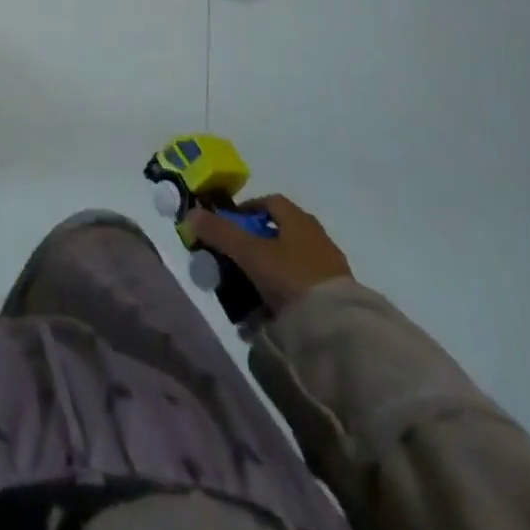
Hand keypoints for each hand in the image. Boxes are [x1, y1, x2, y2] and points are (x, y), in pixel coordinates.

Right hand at [188, 195, 351, 311]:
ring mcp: (329, 267)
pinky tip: (271, 316)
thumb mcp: (249, 253)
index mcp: (298, 219)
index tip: (229, 226)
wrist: (339, 328)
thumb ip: (219, 232)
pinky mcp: (336, 296)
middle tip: (236, 262)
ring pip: (290, 263)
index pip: (269, 202)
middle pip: (279, 233)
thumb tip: (190, 214)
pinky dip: (284, 296)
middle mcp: (316, 236)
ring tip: (248, 295)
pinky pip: (301, 288)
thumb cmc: (291, 277)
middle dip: (255, 245)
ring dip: (268, 273)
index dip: (247, 209)